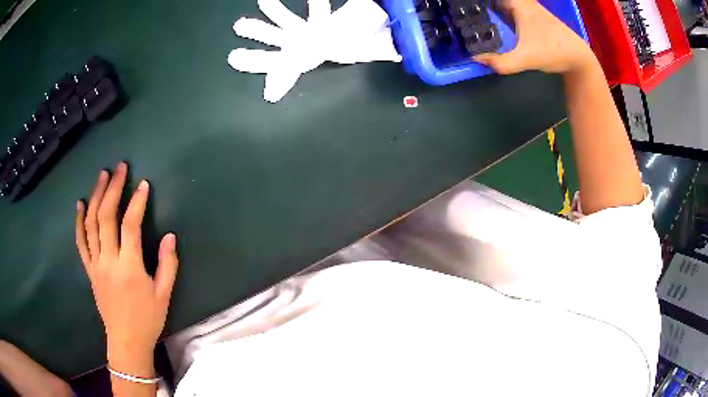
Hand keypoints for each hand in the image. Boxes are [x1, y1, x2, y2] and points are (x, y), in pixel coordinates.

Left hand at [75, 162, 178, 377]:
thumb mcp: (164, 295)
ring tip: (102, 176)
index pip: (130, 225)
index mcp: (129, 267)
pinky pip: (81, 241)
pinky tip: (80, 204)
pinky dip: (79, 221)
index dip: (137, 202)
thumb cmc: (147, 319)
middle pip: (106, 217)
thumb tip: (170, 236)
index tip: (143, 184)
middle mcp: (108, 260)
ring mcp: (96, 264)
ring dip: (96, 196)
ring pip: (91, 224)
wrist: (126, 341)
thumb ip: (167, 265)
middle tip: (120, 168)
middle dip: (113, 188)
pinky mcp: (89, 270)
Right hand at [473, 0, 594, 74]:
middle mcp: (521, 3)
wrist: (577, 57)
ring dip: (490, 5)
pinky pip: (508, 7)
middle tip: (462, 7)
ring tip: (470, 10)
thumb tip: (476, 59)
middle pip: (498, 0)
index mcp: (518, 4)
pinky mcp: (530, 17)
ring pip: (504, 3)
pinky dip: (497, 8)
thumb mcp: (527, 59)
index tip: (461, 2)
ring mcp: (526, 9)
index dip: (479, 1)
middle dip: (481, 3)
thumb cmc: (553, 52)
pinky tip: (488, 14)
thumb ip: (502, 62)